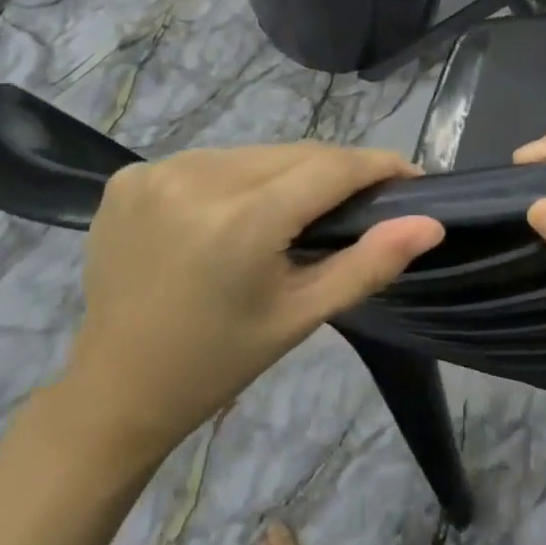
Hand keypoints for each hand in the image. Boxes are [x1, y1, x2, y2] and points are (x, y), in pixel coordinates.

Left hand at [61, 144, 442, 454]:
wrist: (115, 391)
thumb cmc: (218, 361)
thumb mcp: (301, 316)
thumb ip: (369, 263)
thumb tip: (431, 223)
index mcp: (241, 220)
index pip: (331, 167)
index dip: (377, 165)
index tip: (410, 176)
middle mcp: (197, 178)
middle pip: (292, 154)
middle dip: (333, 172)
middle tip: (356, 203)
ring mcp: (156, 172)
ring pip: (253, 154)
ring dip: (283, 173)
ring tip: (294, 212)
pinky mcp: (129, 176)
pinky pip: (209, 161)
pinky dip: (234, 179)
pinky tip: (231, 214)